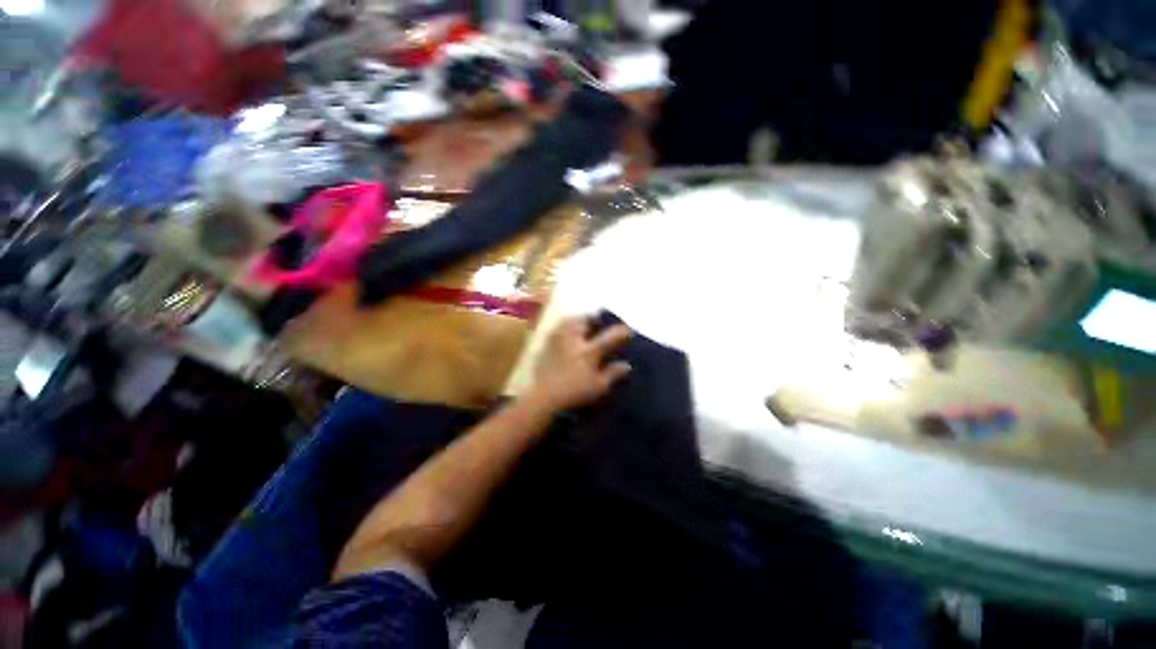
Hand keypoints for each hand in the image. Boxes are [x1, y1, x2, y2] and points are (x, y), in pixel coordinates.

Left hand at [529, 316, 631, 411]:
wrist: (544, 397)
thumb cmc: (574, 393)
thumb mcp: (598, 387)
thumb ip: (612, 374)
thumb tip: (626, 365)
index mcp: (589, 351)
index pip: (610, 336)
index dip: (622, 332)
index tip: (628, 330)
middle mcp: (573, 340)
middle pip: (585, 321)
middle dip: (595, 319)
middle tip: (599, 322)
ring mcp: (558, 341)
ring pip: (569, 321)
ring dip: (578, 320)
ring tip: (582, 323)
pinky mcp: (546, 345)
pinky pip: (557, 329)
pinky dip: (564, 327)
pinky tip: (566, 333)